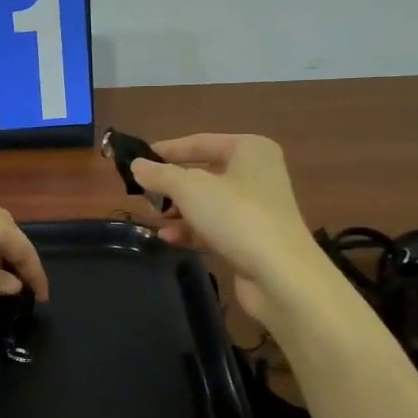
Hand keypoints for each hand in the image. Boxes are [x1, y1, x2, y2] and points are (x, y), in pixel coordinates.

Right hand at [130, 135, 324, 320]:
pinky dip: (192, 231)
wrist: (280, 274)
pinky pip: (214, 226)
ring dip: (179, 210)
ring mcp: (256, 207)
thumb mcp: (190, 189)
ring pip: (208, 202)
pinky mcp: (251, 237)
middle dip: (172, 185)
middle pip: (203, 173)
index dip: (167, 150)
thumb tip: (136, 165)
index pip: (200, 142)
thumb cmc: (237, 217)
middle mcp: (256, 173)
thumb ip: (160, 175)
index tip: (137, 159)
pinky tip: (168, 238)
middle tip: (142, 192)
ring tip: (152, 217)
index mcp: (249, 149)